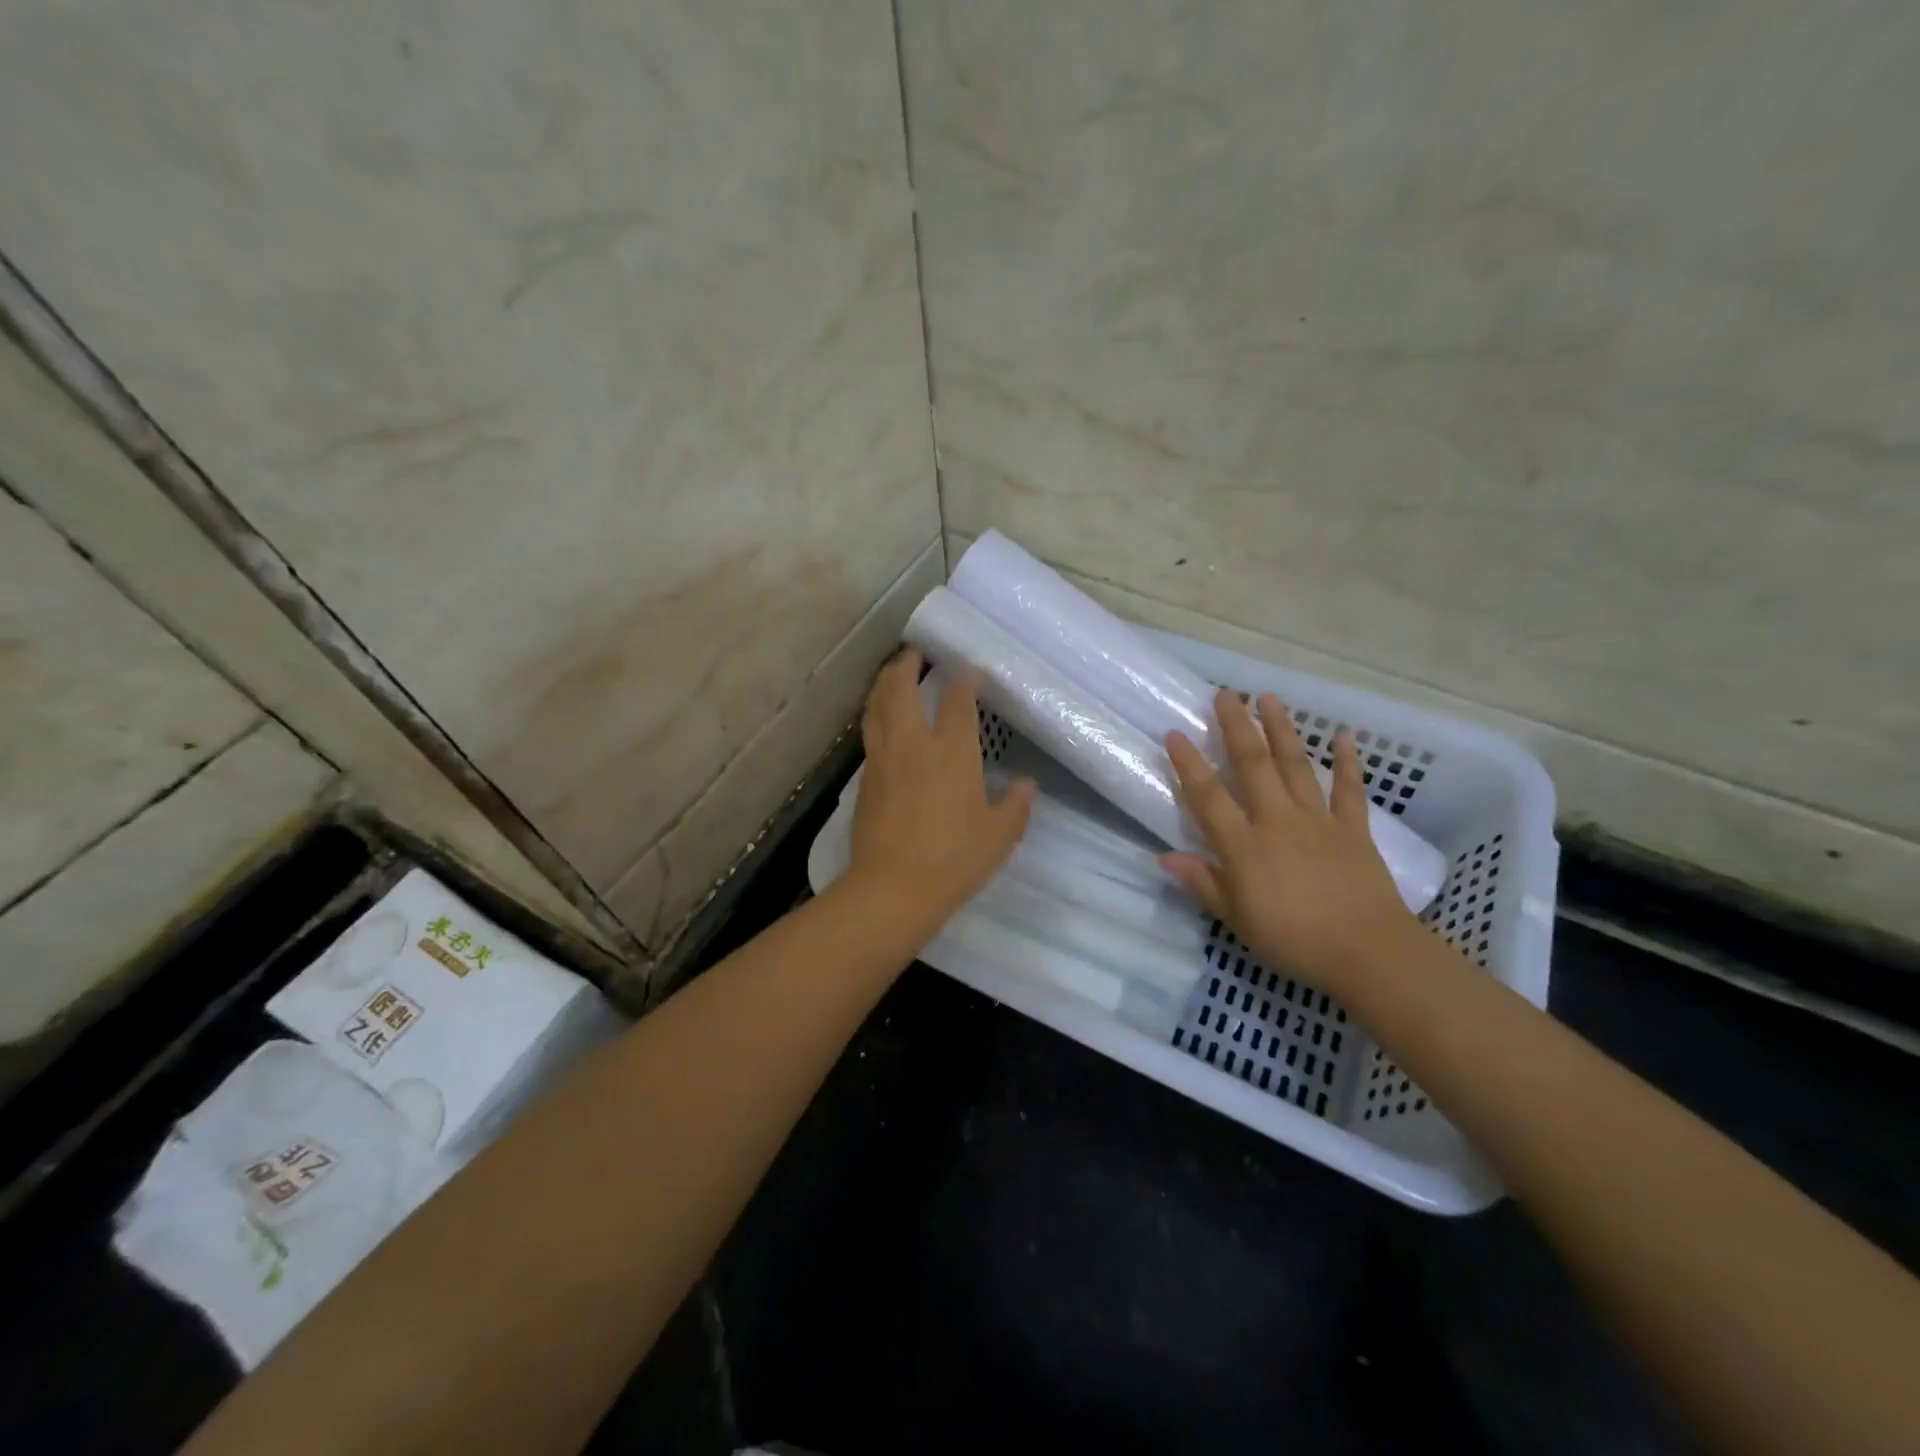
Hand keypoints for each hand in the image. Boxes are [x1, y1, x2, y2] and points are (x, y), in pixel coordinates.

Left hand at [845, 650, 1034, 929]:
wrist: (892, 888)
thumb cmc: (953, 859)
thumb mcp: (999, 836)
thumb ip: (1016, 807)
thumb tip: (1027, 785)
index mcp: (951, 752)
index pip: (957, 701)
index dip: (963, 680)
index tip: (968, 671)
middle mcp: (913, 744)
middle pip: (901, 689)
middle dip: (907, 665)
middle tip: (915, 654)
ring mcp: (883, 759)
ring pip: (876, 707)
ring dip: (884, 684)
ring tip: (892, 675)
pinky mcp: (865, 779)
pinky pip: (869, 734)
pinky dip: (876, 716)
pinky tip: (883, 723)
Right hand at [1160, 689, 1420, 994]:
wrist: (1368, 953)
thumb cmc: (1294, 940)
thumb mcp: (1237, 919)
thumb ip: (1203, 884)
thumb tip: (1165, 858)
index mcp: (1244, 845)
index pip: (1208, 796)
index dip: (1189, 764)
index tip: (1175, 733)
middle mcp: (1277, 820)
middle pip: (1253, 765)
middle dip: (1236, 727)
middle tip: (1225, 693)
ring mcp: (1318, 821)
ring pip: (1295, 766)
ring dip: (1281, 730)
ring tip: (1269, 698)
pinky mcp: (1353, 829)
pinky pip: (1349, 790)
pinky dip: (1348, 761)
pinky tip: (1345, 736)